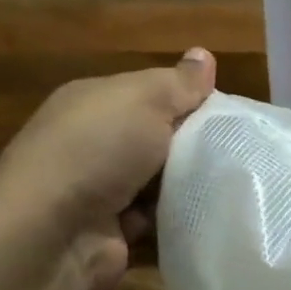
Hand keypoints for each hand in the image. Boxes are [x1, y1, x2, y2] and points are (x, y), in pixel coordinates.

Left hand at [0, 49, 216, 289]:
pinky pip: (156, 220)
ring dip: (187, 185)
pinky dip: (176, 219)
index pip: (151, 94)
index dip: (189, 101)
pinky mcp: (112, 233)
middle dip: (193, 145)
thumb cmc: (97, 150)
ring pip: (159, 182)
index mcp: (94, 102)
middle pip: (157, 139)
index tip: (230, 115)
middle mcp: (92, 143)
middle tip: (238, 152)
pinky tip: (208, 215)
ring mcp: (99, 191)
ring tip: (234, 185)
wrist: (52, 234)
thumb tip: (204, 55)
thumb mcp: (144, 100)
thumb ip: (178, 83)